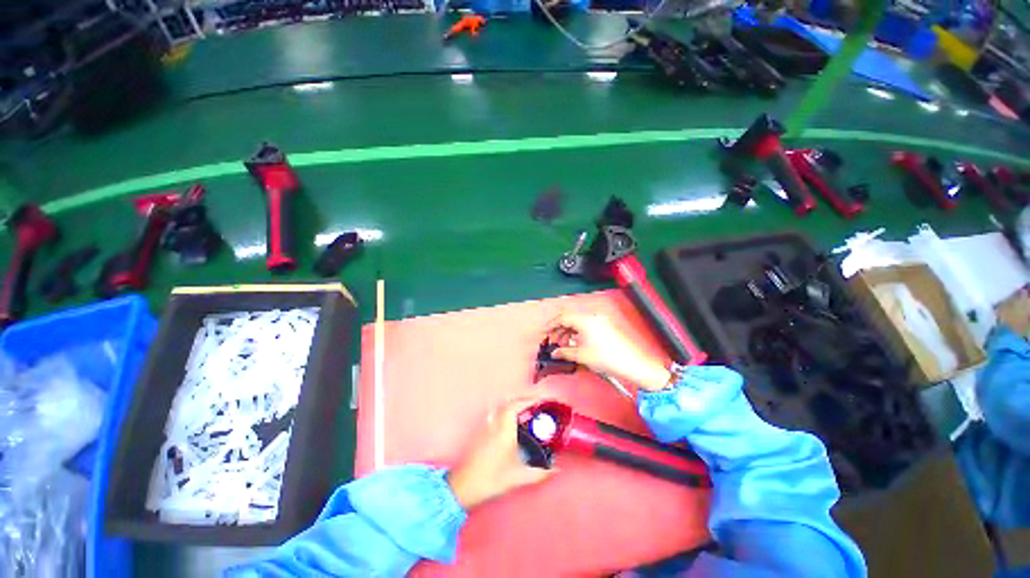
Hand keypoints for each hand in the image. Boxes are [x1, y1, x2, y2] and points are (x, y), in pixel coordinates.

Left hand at [447, 396, 554, 509]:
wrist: (464, 485)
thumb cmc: (491, 479)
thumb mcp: (518, 477)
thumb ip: (540, 473)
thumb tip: (556, 469)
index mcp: (504, 429)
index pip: (517, 405)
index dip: (529, 399)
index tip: (541, 400)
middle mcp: (494, 422)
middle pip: (509, 402)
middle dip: (524, 400)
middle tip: (536, 405)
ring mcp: (486, 426)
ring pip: (501, 407)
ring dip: (514, 405)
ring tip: (526, 412)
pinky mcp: (481, 431)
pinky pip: (496, 413)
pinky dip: (506, 412)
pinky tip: (511, 423)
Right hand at [547, 313, 671, 391]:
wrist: (631, 364)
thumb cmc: (609, 358)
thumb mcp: (581, 356)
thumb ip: (564, 352)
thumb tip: (555, 353)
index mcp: (585, 320)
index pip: (563, 317)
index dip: (552, 325)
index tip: (546, 332)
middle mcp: (592, 317)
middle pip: (569, 317)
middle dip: (559, 328)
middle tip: (554, 339)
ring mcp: (599, 320)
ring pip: (577, 320)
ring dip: (568, 330)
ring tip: (564, 343)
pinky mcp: (604, 326)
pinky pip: (585, 324)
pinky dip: (577, 331)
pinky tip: (575, 342)